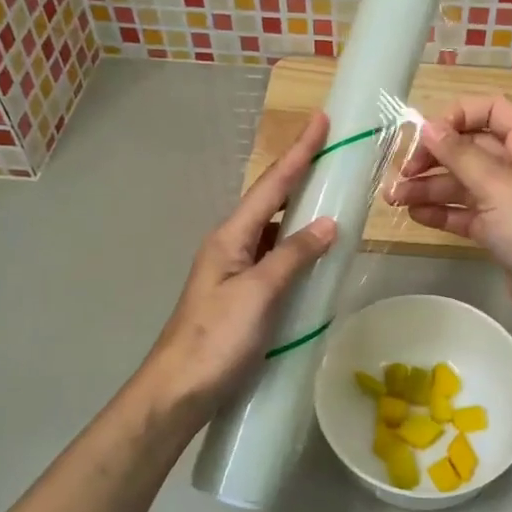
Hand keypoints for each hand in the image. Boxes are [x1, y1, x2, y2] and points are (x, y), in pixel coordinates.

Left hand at [137, 112, 335, 427]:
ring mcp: (236, 271)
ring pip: (274, 229)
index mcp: (230, 237)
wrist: (178, 392)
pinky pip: (276, 258)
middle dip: (300, 173)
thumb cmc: (216, 340)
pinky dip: (297, 246)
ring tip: (331, 193)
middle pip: (271, 200)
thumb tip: (327, 223)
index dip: (299, 152)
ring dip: (300, 209)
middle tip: (332, 150)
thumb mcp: (257, 294)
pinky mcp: (243, 296)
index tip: (321, 119)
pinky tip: (314, 252)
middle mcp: (231, 246)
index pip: (272, 186)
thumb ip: (292, 256)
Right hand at [386, 96, 511, 333]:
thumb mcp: (497, 186)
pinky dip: (442, 211)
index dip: (456, 116)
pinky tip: (415, 215)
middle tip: (401, 172)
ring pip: (464, 182)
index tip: (425, 135)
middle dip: (434, 157)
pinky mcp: (501, 229)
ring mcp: (511, 198)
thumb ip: (459, 155)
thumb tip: (428, 126)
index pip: (491, 109)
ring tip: (394, 199)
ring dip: (430, 187)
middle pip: (471, 147)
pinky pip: (466, 211)